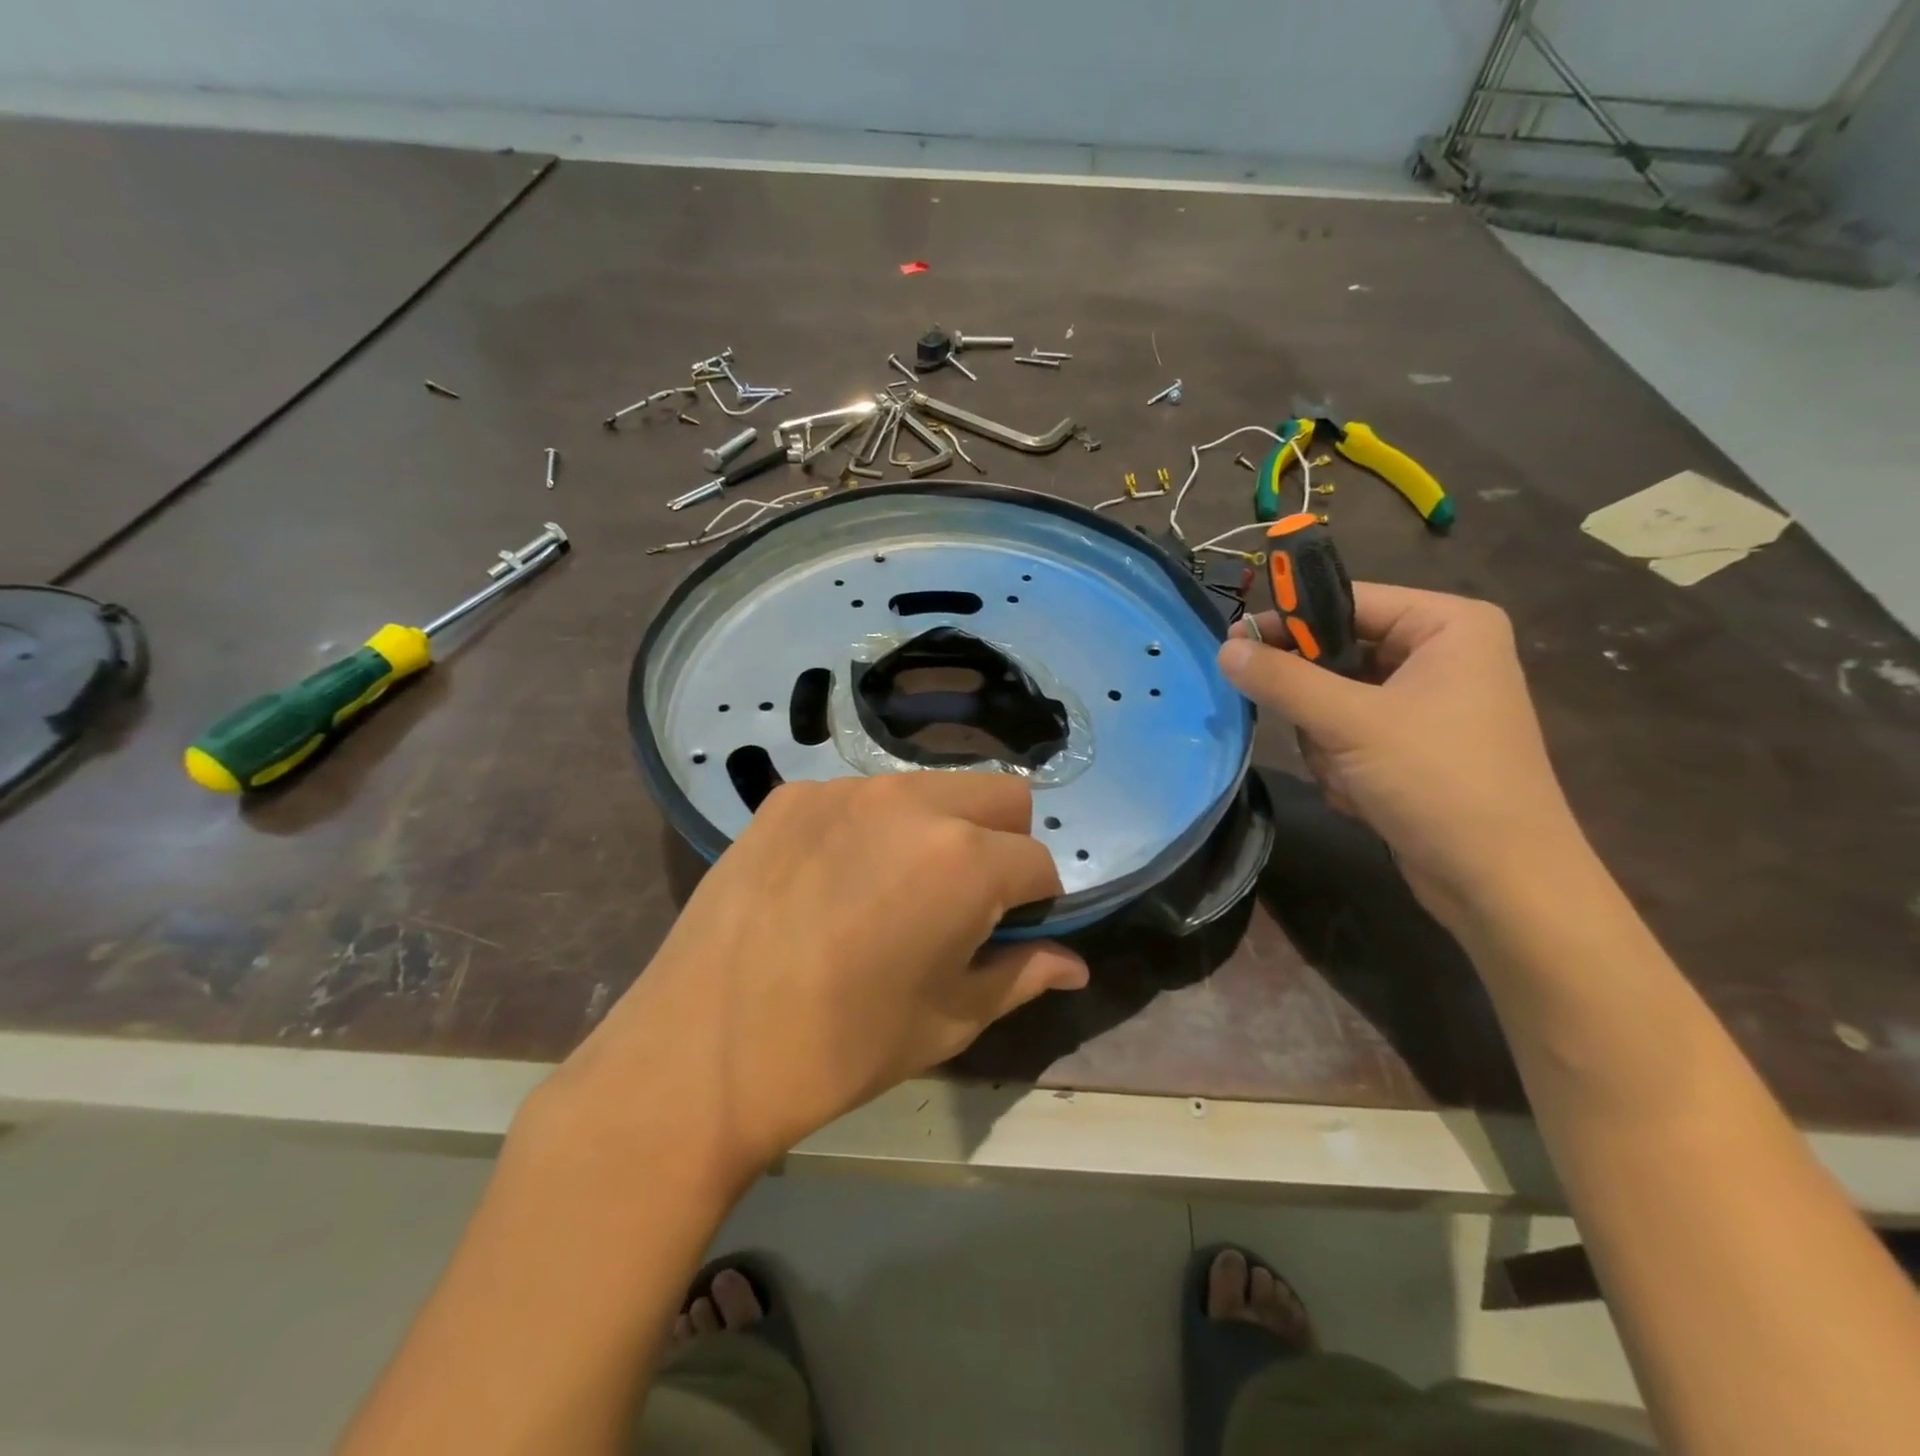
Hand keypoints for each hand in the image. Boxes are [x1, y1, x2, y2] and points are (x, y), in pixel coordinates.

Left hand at [549, 774, 1086, 1184]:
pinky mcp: (792, 795)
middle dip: (1005, 843)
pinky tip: (835, 881)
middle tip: (965, 901)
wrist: (701, 1051)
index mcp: (963, 860)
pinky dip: (875, 827)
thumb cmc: (841, 1049)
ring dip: (942, 827)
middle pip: (1002, 794)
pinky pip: (864, 795)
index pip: (1039, 861)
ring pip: (934, 786)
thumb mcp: (947, 1021)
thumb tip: (1074, 965)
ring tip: (895, 888)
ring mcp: (845, 789)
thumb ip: (1022, 977)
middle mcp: (911, 802)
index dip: (1038, 903)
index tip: (1010, 933)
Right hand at [1218, 583, 1581, 924]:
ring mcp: (1428, 704)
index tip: (1234, 644)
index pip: (1348, 600)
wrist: (1499, 880)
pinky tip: (1360, 794)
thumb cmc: (1437, 780)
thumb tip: (1224, 647)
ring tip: (1349, 775)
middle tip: (1308, 729)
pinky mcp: (1414, 747)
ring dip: (1327, 742)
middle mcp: (1442, 655)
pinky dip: (1342, 764)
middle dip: (1316, 704)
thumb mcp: (1350, 722)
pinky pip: (1350, 735)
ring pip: (1334, 701)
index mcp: (1448, 625)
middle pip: (1337, 655)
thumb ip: (1282, 680)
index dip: (1288, 621)